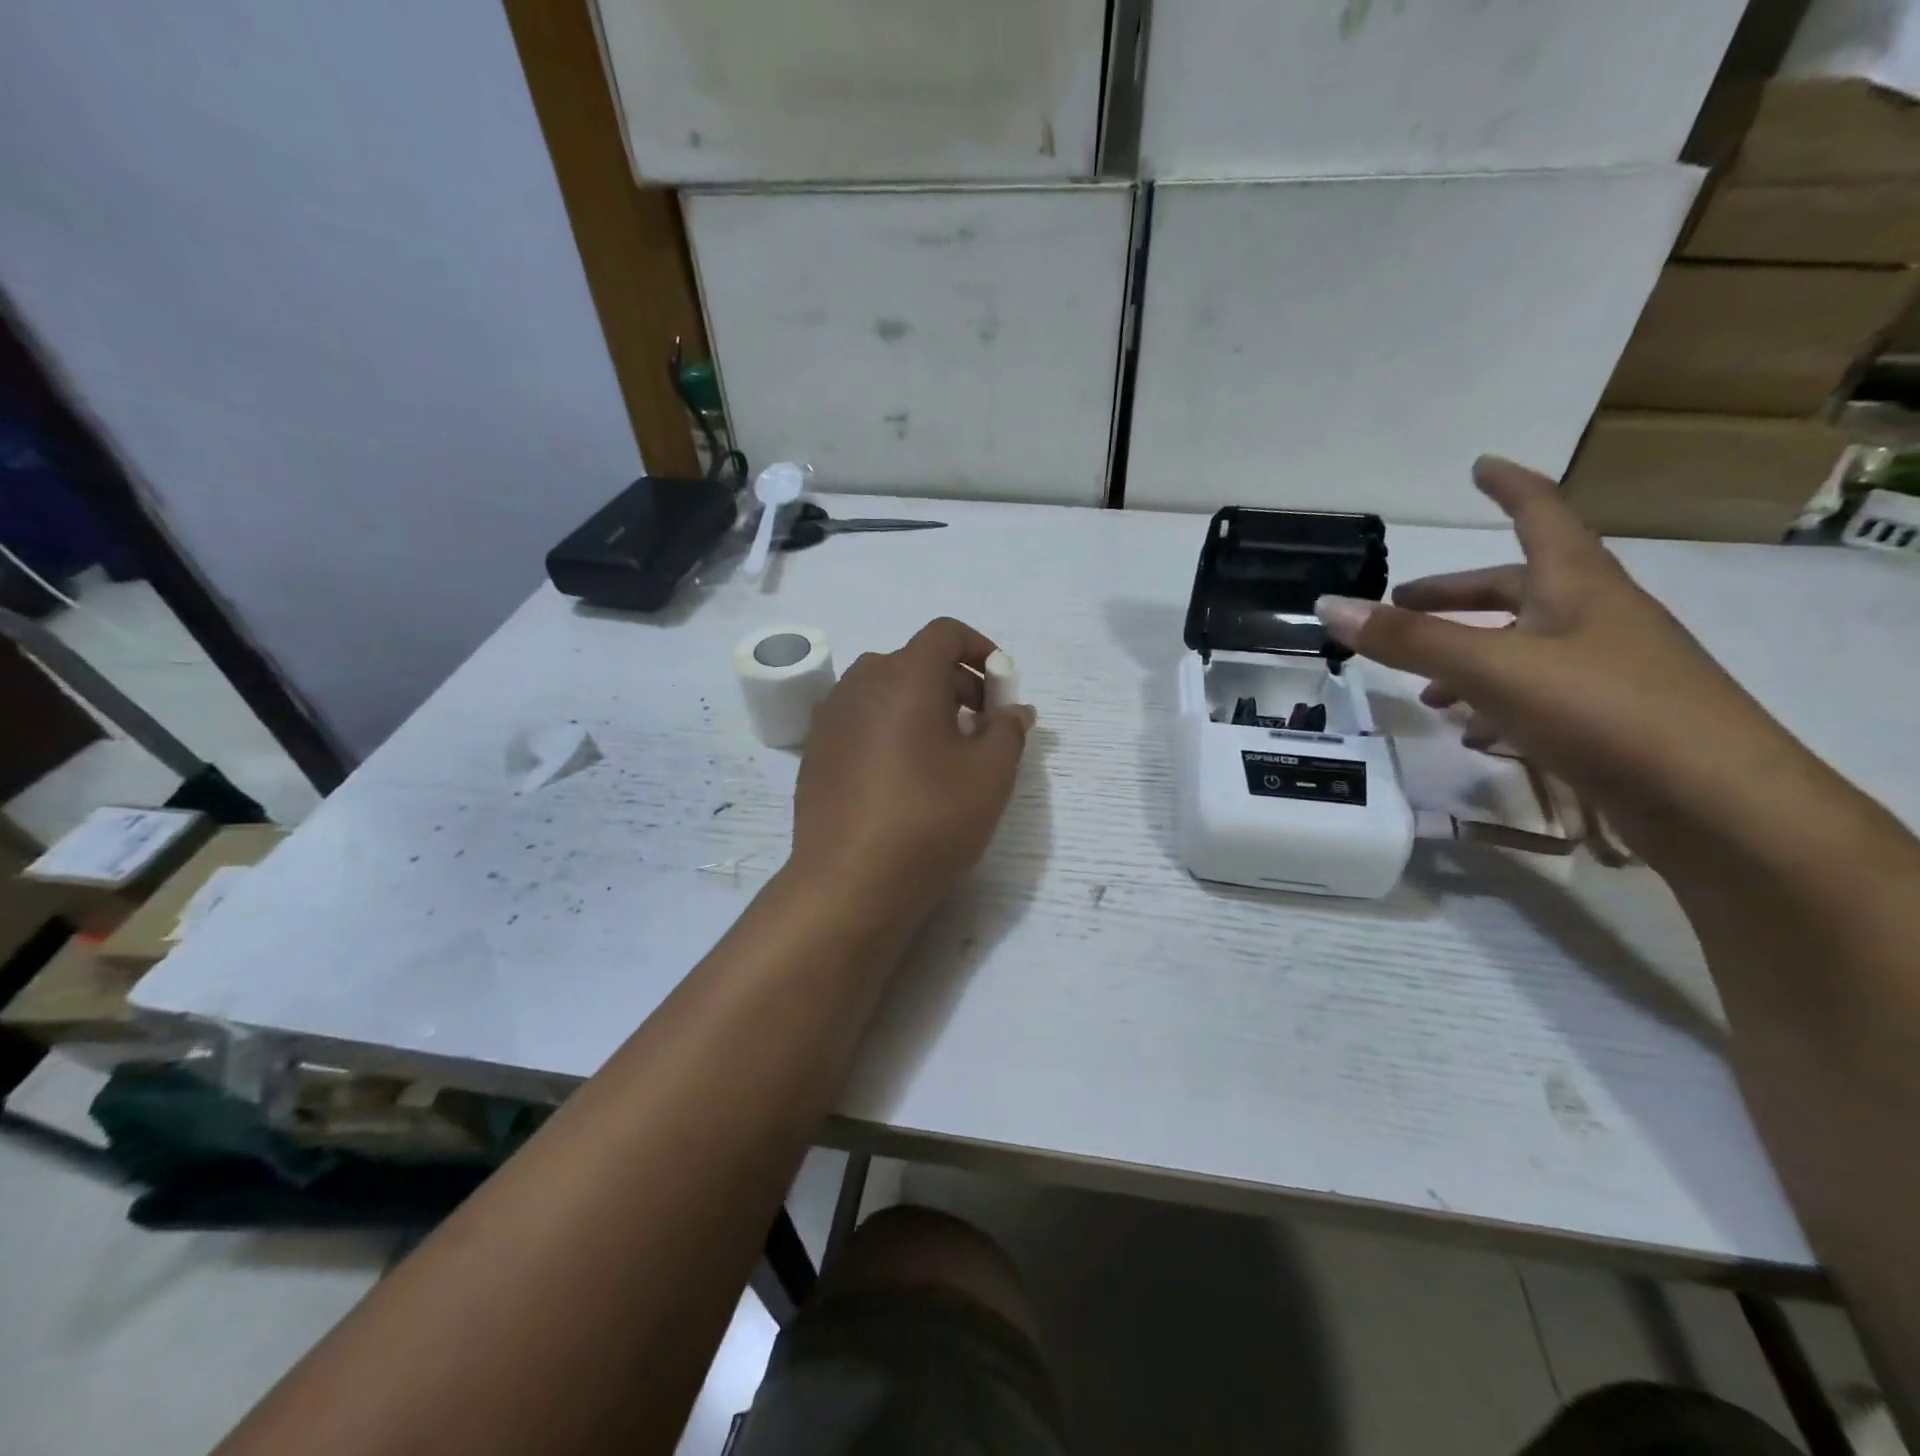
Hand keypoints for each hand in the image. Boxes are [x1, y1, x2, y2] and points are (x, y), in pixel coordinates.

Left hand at [790, 618, 1035, 929]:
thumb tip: (1014, 709)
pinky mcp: (816, 749)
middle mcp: (862, 681)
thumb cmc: (930, 818)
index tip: (1002, 688)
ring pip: (888, 691)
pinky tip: (903, 776)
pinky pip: (863, 720)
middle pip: (917, 661)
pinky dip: (891, 728)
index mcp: (905, 674)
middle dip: (957, 683)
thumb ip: (1009, 729)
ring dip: (923, 706)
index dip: (981, 649)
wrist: (849, 882)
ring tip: (945, 755)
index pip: (946, 633)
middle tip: (982, 728)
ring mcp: (832, 715)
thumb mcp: (991, 774)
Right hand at [1313, 457, 1816, 867]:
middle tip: (1400, 603)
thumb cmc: (1605, 711)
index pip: (1541, 515)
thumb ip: (1409, 640)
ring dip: (1467, 655)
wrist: (1719, 805)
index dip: (1509, 487)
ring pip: (1522, 646)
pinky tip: (1470, 732)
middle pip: (1516, 589)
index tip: (1480, 466)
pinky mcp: (1607, 721)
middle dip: (1455, 594)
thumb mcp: (1492, 669)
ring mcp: (1606, 671)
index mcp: (1577, 586)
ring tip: (1420, 687)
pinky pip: (1536, 694)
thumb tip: (1328, 605)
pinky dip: (1493, 702)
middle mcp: (1594, 618)